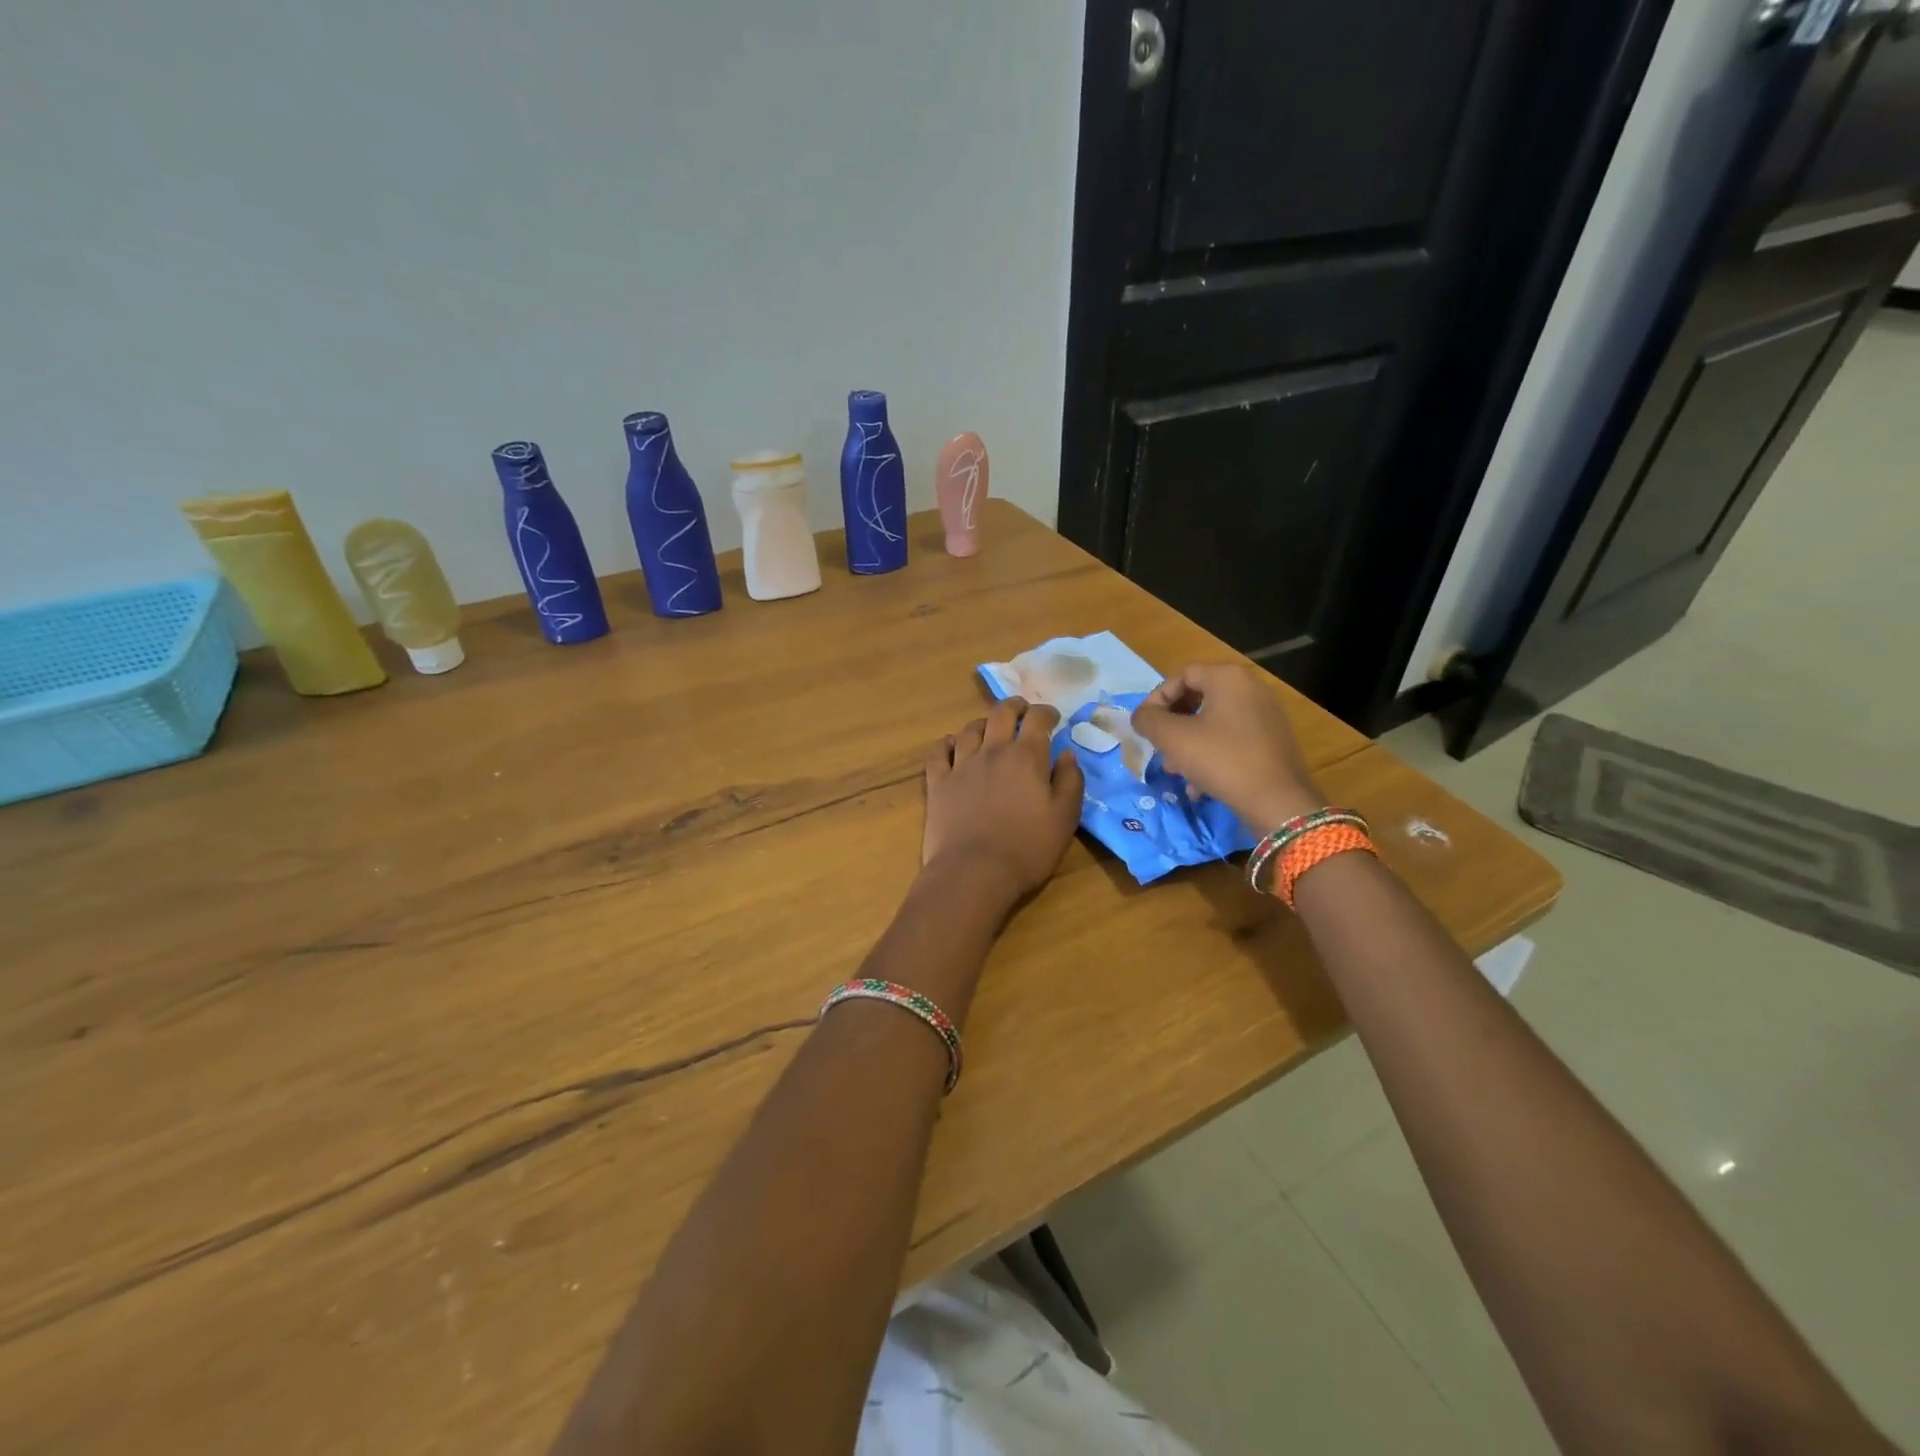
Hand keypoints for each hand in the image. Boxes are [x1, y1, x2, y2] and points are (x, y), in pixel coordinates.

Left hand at [923, 698, 1084, 900]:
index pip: (1037, 719)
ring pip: (970, 729)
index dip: (1047, 713)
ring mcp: (961, 765)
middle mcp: (992, 751)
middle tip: (1023, 711)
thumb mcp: (1064, 819)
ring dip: (983, 723)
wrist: (974, 872)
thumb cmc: (1027, 848)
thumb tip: (1067, 753)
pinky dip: (946, 743)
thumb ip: (1070, 781)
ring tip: (990, 728)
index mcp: (1026, 757)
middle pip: (1001, 713)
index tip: (1053, 718)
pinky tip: (952, 745)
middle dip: (1015, 706)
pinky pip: (938, 752)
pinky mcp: (938, 783)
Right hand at [1129, 663, 1321, 828]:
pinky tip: (1200, 786)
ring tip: (1178, 772)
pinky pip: (1232, 740)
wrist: (1278, 801)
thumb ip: (1148, 719)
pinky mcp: (1273, 741)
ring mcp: (1266, 715)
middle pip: (1197, 699)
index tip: (1145, 727)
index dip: (1156, 699)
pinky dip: (1212, 757)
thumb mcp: (1173, 737)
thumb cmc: (1221, 759)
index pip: (1181, 676)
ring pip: (1213, 723)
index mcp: (1228, 677)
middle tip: (1160, 750)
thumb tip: (1141, 715)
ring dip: (1188, 746)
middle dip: (1172, 727)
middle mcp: (1251, 688)